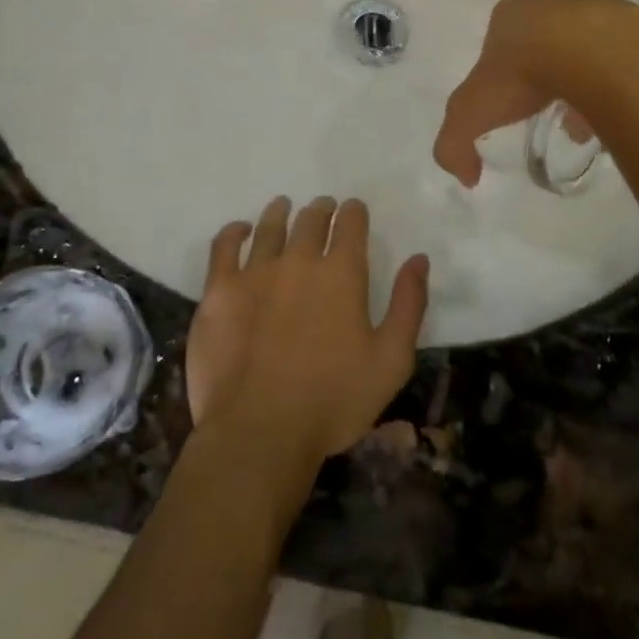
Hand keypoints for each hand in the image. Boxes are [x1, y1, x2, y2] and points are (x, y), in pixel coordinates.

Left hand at [184, 196, 428, 467]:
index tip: (353, 210)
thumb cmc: (333, 401)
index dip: (354, 212)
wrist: (259, 432)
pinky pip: (224, 247)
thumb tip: (418, 259)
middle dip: (321, 210)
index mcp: (342, 273)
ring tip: (284, 206)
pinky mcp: (220, 290)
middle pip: (311, 220)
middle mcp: (300, 259)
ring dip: (281, 212)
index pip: (351, 224)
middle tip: (323, 209)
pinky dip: (234, 232)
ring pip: (270, 226)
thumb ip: (408, 305)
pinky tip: (240, 230)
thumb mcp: (391, 360)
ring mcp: (256, 272)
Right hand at [433, 0, 638, 186]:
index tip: (513, 106)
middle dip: (545, 74)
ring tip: (589, 115)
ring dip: (583, 74)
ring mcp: (594, 4)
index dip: (503, 76)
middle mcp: (550, 0)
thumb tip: (466, 176)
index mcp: (509, 14)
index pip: (498, 43)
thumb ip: (455, 144)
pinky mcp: (632, 18)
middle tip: (551, 111)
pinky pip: (620, 51)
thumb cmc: (524, 74)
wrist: (594, 54)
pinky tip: (616, 102)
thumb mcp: (471, 113)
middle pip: (543, 40)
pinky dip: (615, 73)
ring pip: (583, 44)